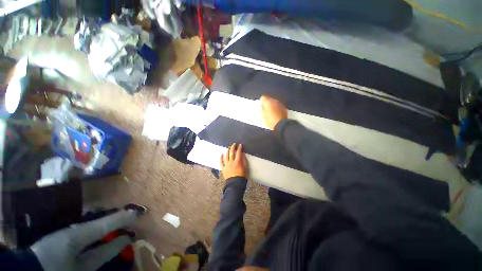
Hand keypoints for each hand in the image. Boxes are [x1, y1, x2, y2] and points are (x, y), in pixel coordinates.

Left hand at [220, 143, 247, 178]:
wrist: (235, 184)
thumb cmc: (242, 176)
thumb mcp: (245, 168)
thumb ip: (244, 161)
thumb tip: (242, 154)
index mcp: (238, 162)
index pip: (238, 153)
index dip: (239, 148)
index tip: (240, 145)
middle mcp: (231, 162)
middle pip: (231, 153)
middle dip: (233, 147)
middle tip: (234, 144)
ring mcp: (226, 165)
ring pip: (226, 156)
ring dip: (227, 151)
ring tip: (228, 148)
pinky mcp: (223, 168)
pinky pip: (221, 162)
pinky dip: (221, 158)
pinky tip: (221, 154)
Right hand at [260, 95, 287, 129]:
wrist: (281, 126)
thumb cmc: (270, 121)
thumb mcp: (263, 116)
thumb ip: (262, 109)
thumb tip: (262, 106)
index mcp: (268, 102)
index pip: (263, 97)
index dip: (262, 101)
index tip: (261, 105)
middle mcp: (275, 101)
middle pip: (270, 99)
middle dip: (267, 103)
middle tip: (265, 109)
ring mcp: (280, 104)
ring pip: (275, 102)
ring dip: (272, 105)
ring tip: (271, 111)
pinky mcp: (284, 108)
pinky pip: (279, 106)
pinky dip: (277, 108)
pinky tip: (276, 113)